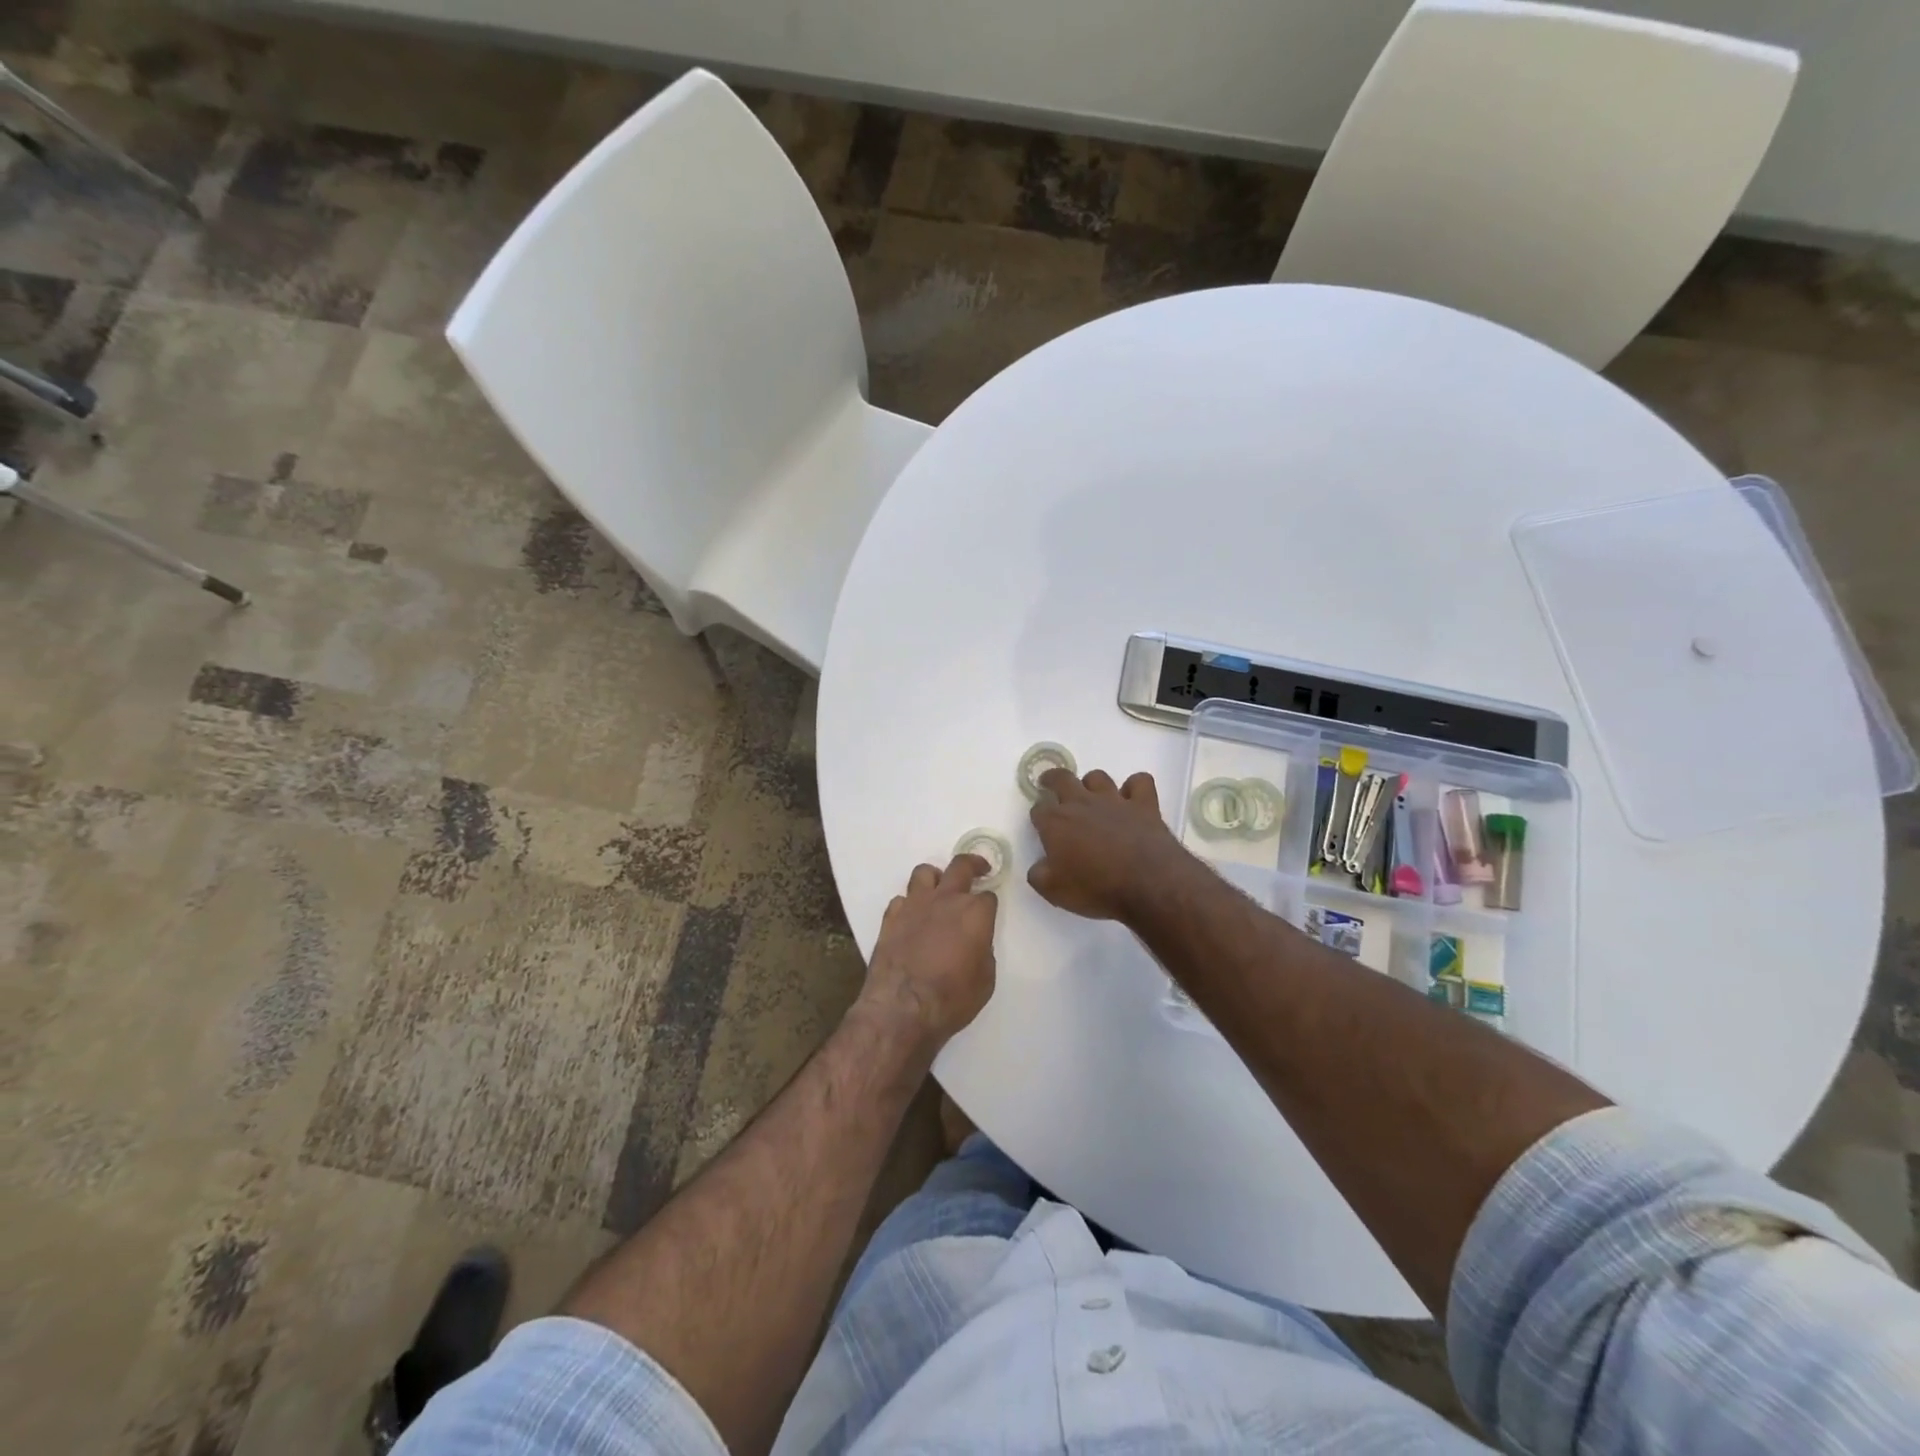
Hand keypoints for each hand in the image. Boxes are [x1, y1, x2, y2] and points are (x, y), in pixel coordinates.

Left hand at [859, 856, 998, 1045]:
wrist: (902, 1008)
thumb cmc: (952, 998)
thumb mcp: (985, 979)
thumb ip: (983, 951)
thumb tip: (975, 942)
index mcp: (975, 913)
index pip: (988, 896)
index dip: (989, 904)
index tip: (988, 911)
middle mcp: (946, 899)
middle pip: (960, 866)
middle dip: (972, 863)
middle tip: (978, 868)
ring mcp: (915, 905)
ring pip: (924, 872)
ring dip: (935, 878)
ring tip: (938, 890)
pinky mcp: (891, 917)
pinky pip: (901, 899)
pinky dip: (909, 905)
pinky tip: (912, 918)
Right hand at [1028, 768, 1188, 921]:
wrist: (1147, 884)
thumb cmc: (1096, 888)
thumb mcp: (1054, 891)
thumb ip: (1039, 875)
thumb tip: (1038, 867)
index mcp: (1056, 823)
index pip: (1039, 810)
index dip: (1039, 816)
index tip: (1041, 825)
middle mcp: (1082, 804)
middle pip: (1062, 779)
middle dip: (1053, 779)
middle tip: (1050, 784)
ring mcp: (1115, 800)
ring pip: (1098, 777)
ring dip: (1092, 784)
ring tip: (1092, 795)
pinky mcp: (1144, 804)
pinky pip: (1140, 782)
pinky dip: (1135, 787)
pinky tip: (1133, 797)